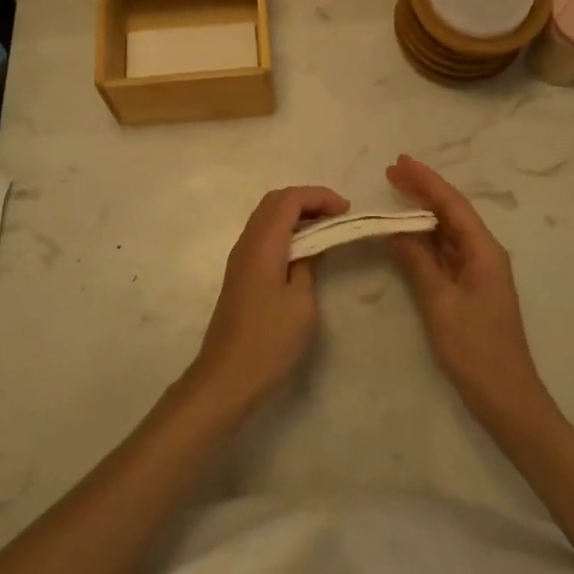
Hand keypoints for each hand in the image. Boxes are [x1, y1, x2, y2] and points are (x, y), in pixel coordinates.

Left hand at [184, 185, 347, 415]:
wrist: (227, 376)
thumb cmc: (269, 341)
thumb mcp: (301, 303)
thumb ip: (308, 265)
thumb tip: (312, 246)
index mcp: (263, 244)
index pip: (289, 199)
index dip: (319, 196)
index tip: (346, 211)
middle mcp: (247, 242)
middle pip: (275, 201)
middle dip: (308, 200)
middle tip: (337, 216)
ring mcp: (240, 257)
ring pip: (267, 217)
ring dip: (296, 214)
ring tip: (325, 230)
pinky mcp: (240, 273)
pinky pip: (264, 235)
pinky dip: (285, 231)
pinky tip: (304, 250)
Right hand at [386, 155, 550, 429]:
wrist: (506, 399)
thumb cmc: (476, 349)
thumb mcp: (440, 302)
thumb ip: (417, 262)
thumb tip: (396, 231)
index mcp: (484, 250)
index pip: (452, 204)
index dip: (426, 181)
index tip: (400, 162)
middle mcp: (483, 254)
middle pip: (450, 213)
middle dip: (423, 191)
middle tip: (391, 172)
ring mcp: (477, 273)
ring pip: (447, 232)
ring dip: (422, 214)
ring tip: (394, 194)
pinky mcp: (469, 290)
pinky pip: (444, 253)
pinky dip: (424, 240)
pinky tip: (406, 236)